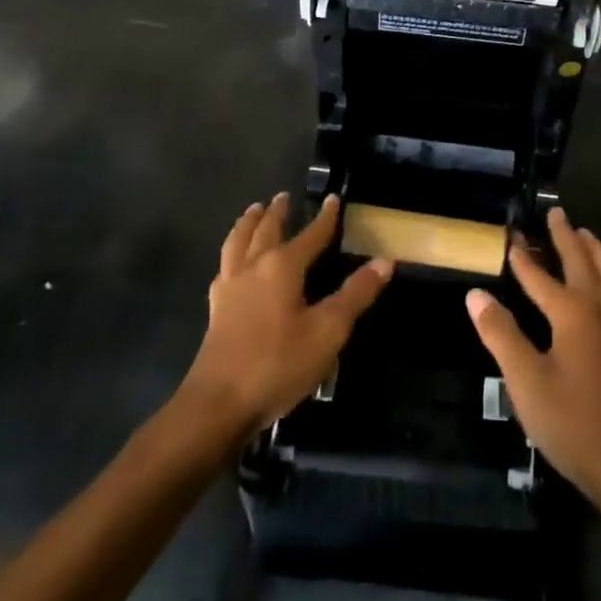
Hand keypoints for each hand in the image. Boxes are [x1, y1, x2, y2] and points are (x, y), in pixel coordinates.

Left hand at [181, 194, 391, 435]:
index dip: (325, 218)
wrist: (218, 403)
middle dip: (277, 212)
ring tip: (253, 211)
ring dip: (247, 224)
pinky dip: (232, 252)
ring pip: (238, 242)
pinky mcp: (216, 309)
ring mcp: (230, 287)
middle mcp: (253, 267)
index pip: (310, 235)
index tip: (333, 200)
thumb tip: (384, 261)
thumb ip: (356, 294)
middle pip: (265, 230)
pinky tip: (232, 264)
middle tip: (283, 196)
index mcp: (282, 266)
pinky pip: (224, 266)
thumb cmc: (278, 363)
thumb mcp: (328, 331)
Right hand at [466, 209, 600, 516]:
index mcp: (572, 313)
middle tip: (556, 213)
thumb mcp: (524, 379)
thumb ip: (500, 333)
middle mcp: (600, 311)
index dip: (522, 258)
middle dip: (567, 238)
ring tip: (587, 236)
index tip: (509, 236)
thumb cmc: (570, 420)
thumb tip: (475, 294)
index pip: (540, 276)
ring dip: (597, 252)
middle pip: (583, 263)